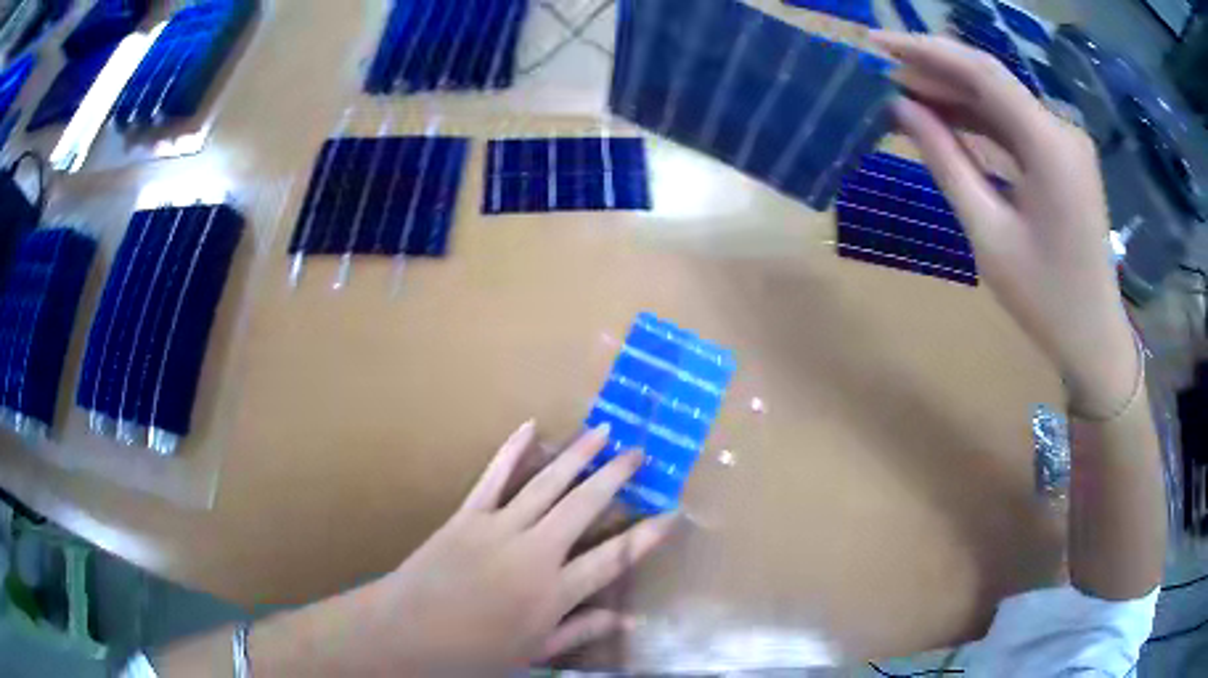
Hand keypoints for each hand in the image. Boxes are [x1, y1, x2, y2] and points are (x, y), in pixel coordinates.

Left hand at [350, 421, 675, 673]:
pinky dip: (512, 450)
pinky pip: (494, 477)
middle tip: (639, 452)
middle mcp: (534, 553)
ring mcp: (498, 528)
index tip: (672, 513)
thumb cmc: (474, 652)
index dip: (647, 536)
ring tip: (603, 432)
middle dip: (616, 477)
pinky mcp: (467, 515)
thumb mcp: (534, 652)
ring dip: (577, 455)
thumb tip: (626, 618)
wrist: (407, 633)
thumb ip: (580, 631)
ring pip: (546, 484)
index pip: (614, 559)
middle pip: (584, 507)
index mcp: (554, 592)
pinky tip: (530, 426)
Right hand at [871, 32, 1137, 416]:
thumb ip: (946, 162)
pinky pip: (1015, 126)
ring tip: (902, 95)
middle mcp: (1061, 129)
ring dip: (954, 95)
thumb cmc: (1044, 299)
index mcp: (1050, 145)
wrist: (1094, 337)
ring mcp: (1065, 141)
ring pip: (1001, 101)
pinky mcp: (1063, 157)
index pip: (982, 72)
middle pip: (991, 80)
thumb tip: (902, 109)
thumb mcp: (989, 233)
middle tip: (881, 71)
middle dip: (935, 70)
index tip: (876, 44)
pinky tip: (945, 120)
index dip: (926, 50)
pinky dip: (979, 120)